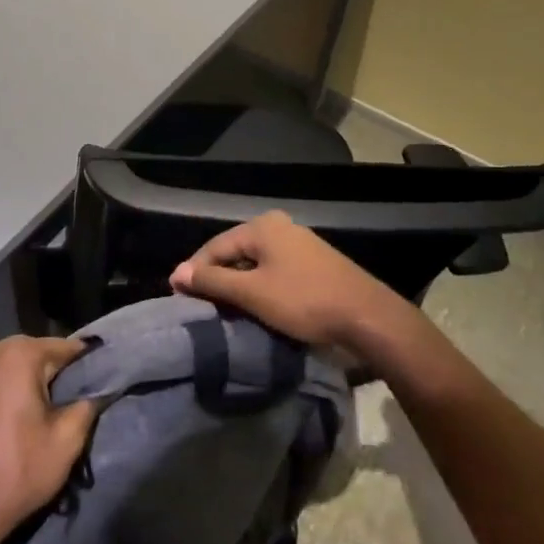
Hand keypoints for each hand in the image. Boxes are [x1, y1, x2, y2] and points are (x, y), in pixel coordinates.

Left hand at [0, 335, 98, 543]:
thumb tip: (96, 390)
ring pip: (9, 365)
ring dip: (24, 382)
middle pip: (34, 353)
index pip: (64, 348)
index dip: (84, 366)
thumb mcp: (67, 441)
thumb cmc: (17, 471)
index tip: (98, 383)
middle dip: (51, 374)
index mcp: (17, 353)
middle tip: (67, 405)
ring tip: (37, 415)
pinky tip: (9, 417)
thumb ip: (87, 404)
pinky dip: (2, 389)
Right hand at [169, 210, 412, 357]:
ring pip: (254, 263)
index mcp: (262, 226)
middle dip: (215, 278)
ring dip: (237, 285)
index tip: (178, 297)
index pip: (214, 247)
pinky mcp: (313, 263)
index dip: (194, 272)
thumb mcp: (252, 293)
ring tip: (222, 309)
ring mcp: (299, 243)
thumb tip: (177, 273)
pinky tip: (254, 306)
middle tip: (198, 305)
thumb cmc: (303, 301)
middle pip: (234, 252)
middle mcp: (279, 226)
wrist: (366, 317)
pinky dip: (258, 287)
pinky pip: (273, 271)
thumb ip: (213, 282)